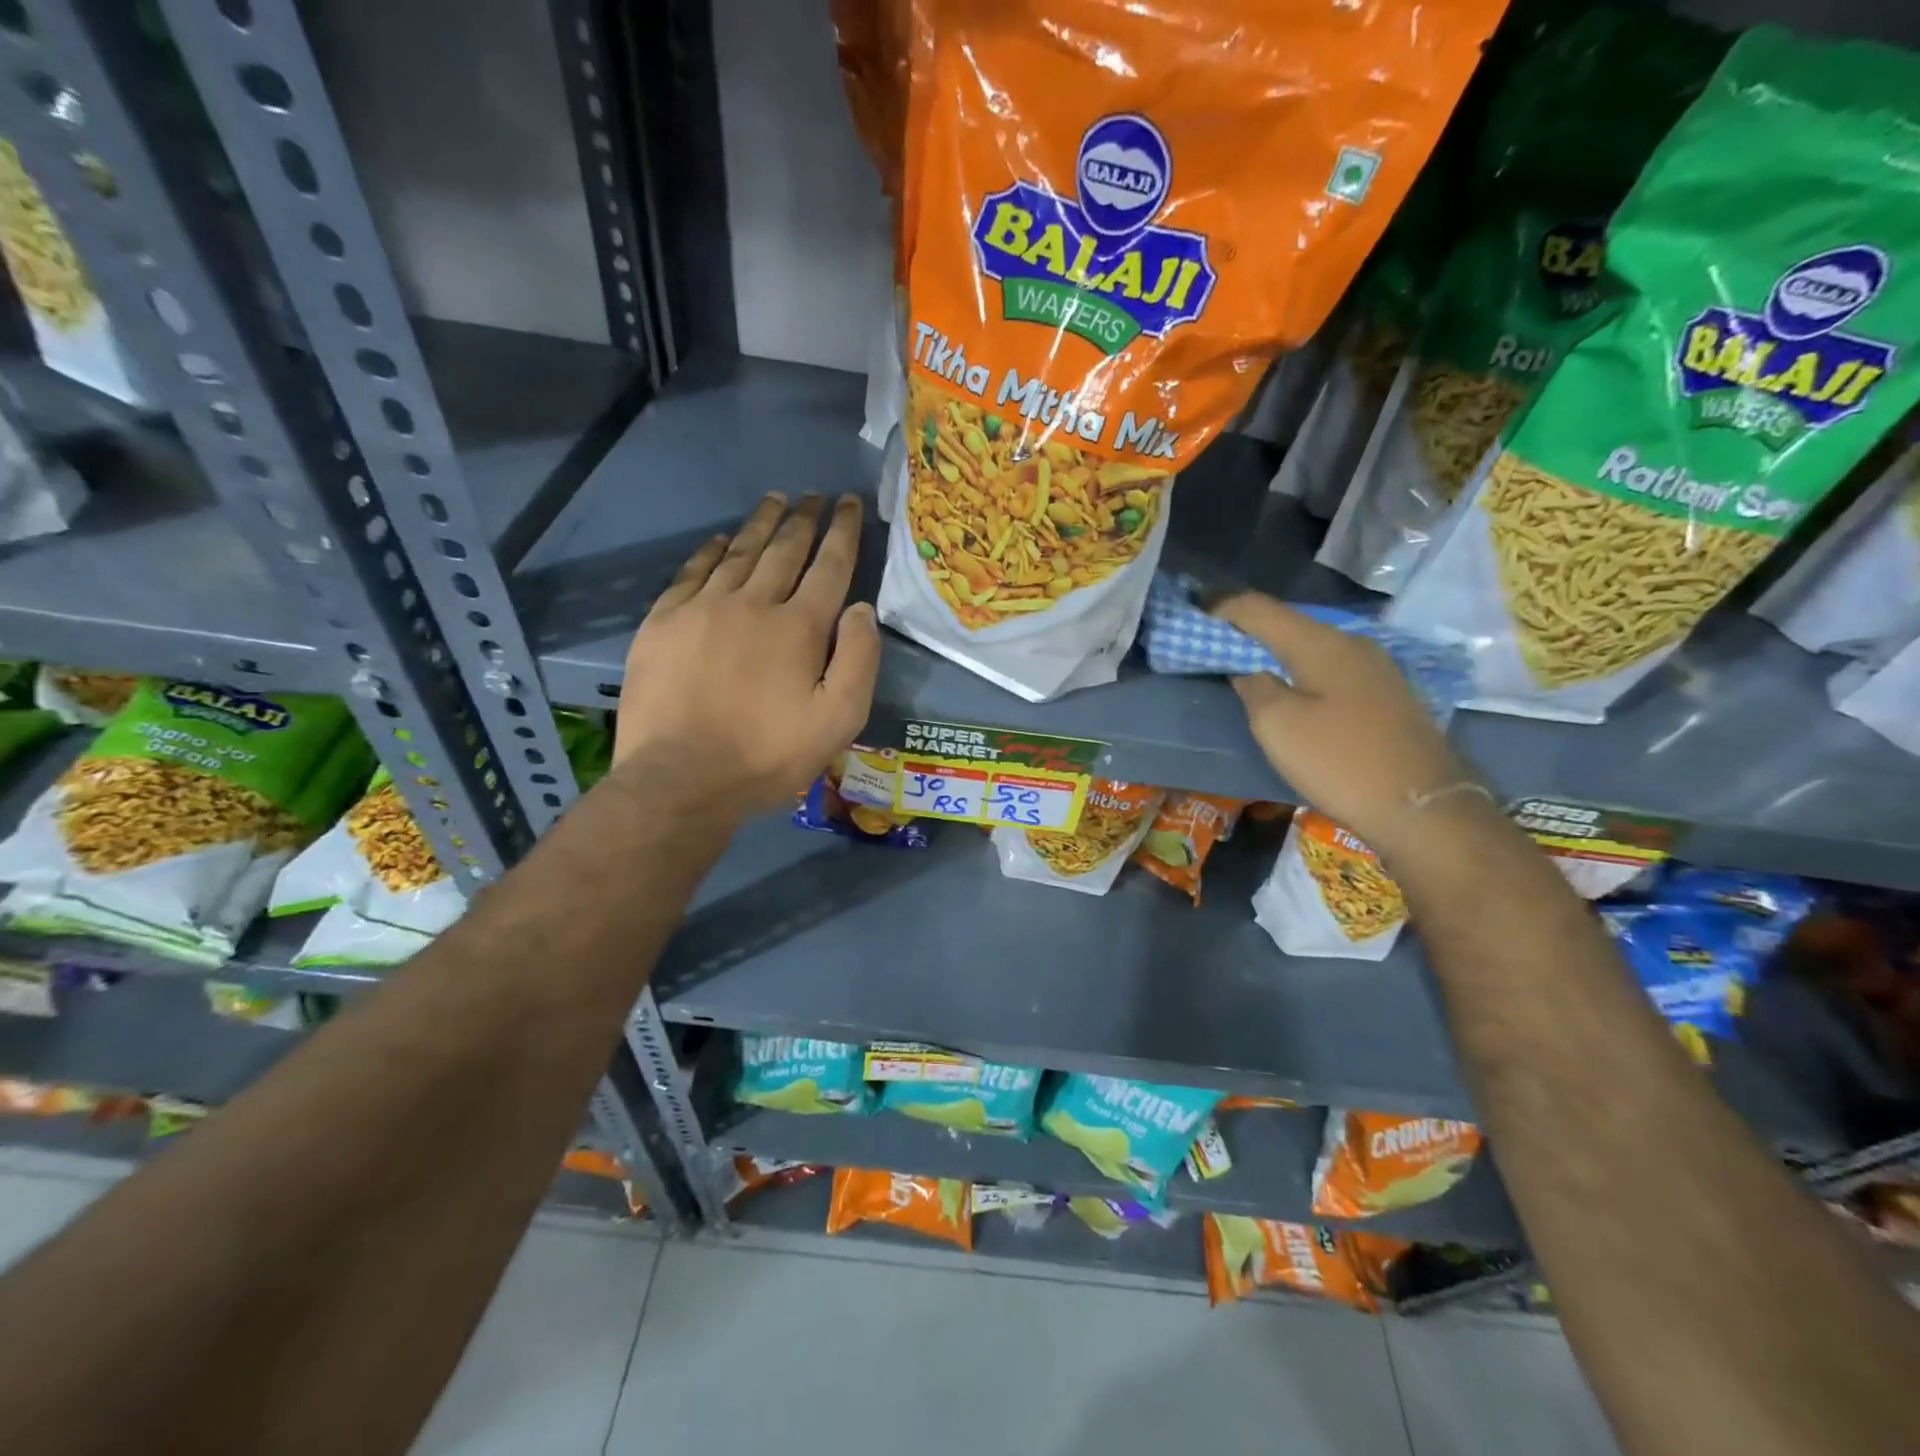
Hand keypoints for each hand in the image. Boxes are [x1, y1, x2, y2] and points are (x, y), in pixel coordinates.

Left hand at [612, 492, 880, 818]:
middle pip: (784, 549)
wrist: (680, 778)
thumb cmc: (768, 756)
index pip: (829, 566)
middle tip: (815, 495)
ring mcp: (703, 608)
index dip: (843, 532)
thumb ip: (859, 660)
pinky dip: (712, 550)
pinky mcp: (664, 622)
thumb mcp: (839, 721)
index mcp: (800, 627)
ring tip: (776, 501)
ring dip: (762, 524)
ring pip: (740, 552)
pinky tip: (722, 539)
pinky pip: (693, 571)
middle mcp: (753, 603)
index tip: (849, 503)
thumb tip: (862, 608)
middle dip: (804, 519)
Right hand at [1216, 592, 1473, 852]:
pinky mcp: (1386, 695)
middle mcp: (1351, 644)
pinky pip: (1330, 668)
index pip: (1259, 608)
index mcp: (1320, 643)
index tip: (1193, 608)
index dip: (1222, 606)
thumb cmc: (1339, 761)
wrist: (1422, 807)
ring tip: (1246, 664)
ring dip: (1275, 652)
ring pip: (1311, 647)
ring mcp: (1376, 669)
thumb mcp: (1277, 725)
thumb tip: (1249, 670)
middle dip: (1248, 629)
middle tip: (1213, 640)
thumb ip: (1254, 687)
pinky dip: (1300, 670)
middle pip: (1288, 624)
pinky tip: (1292, 689)